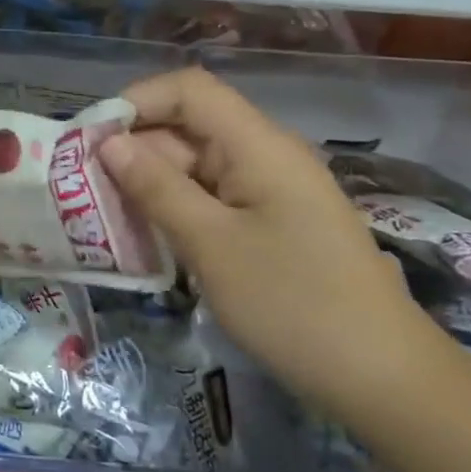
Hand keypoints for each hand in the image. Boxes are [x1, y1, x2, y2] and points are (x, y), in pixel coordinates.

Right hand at [98, 66, 438, 417]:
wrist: (386, 381)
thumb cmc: (295, 305)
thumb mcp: (211, 245)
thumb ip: (156, 187)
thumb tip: (108, 142)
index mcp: (258, 145)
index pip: (189, 90)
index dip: (136, 101)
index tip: (91, 140)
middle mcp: (264, 155)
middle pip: (188, 127)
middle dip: (134, 150)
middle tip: (85, 190)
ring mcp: (270, 191)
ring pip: (195, 165)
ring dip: (150, 184)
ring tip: (105, 216)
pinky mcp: (271, 223)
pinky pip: (212, 198)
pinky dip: (176, 209)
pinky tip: (148, 238)